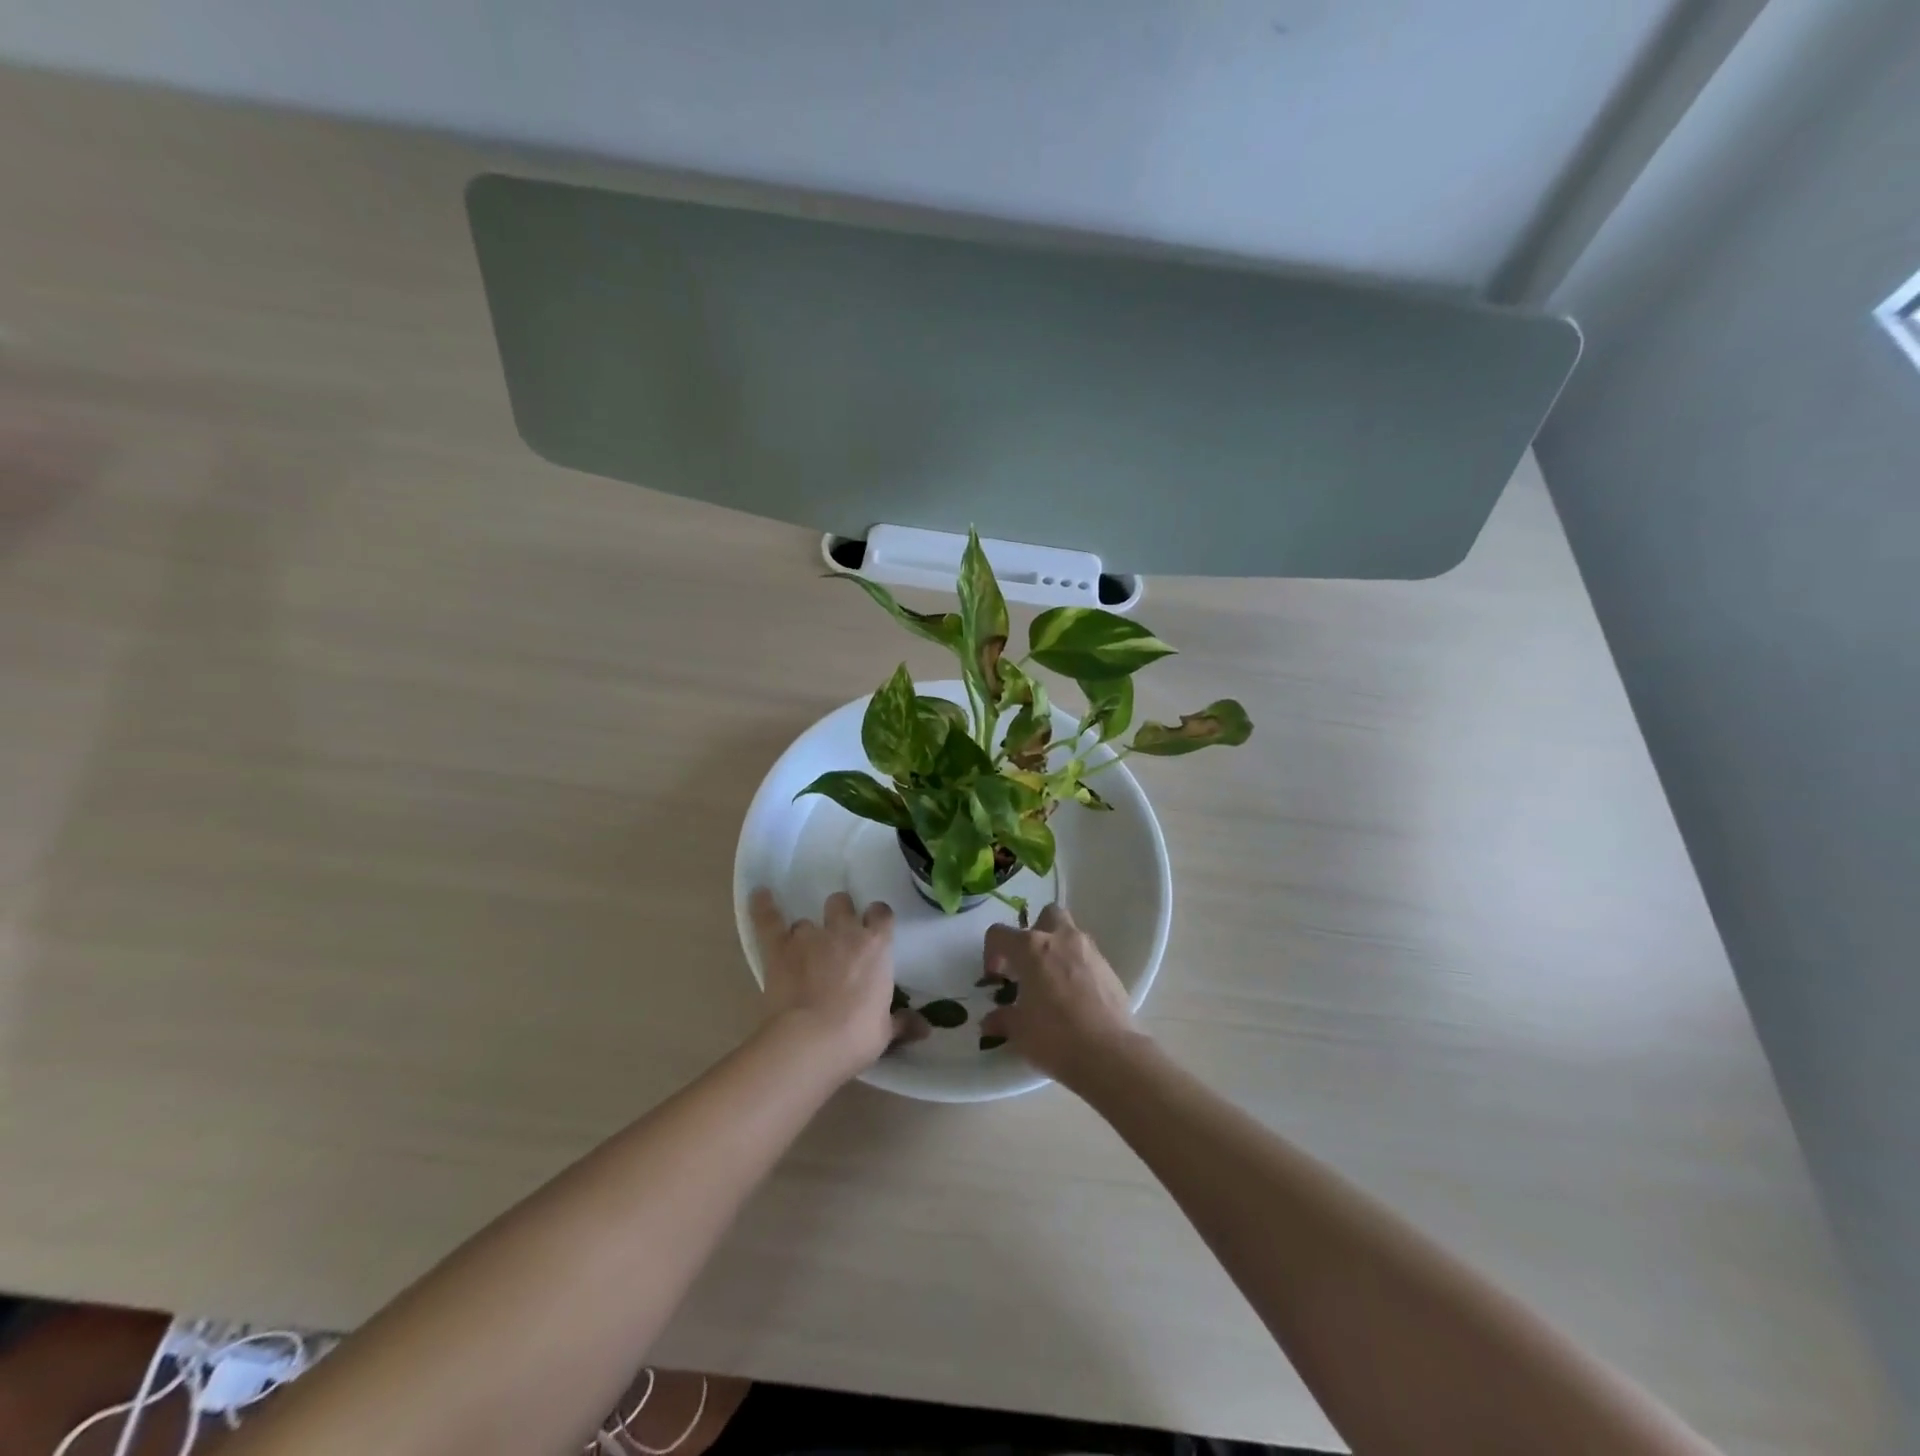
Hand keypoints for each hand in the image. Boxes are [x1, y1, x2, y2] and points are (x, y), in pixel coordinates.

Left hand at [749, 888, 915, 1079]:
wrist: (811, 1041)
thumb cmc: (856, 1035)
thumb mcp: (885, 1031)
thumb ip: (902, 1023)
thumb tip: (925, 1028)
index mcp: (876, 946)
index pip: (881, 914)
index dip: (877, 918)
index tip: (875, 928)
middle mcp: (844, 932)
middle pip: (841, 904)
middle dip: (840, 913)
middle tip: (838, 935)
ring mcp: (809, 937)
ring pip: (807, 920)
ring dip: (807, 932)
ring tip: (803, 950)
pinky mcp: (779, 948)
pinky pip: (769, 920)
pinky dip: (763, 906)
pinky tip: (759, 893)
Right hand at [980, 904, 1141, 1087]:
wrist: (1109, 1053)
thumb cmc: (1054, 1036)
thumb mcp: (1019, 1031)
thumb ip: (1002, 1019)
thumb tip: (991, 1021)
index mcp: (1031, 948)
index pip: (1000, 934)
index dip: (992, 953)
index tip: (995, 978)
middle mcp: (1061, 939)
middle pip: (1046, 916)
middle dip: (1035, 934)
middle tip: (1029, 965)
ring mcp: (1089, 951)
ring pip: (1071, 934)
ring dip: (1058, 950)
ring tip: (1052, 983)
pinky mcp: (1110, 969)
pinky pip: (1088, 958)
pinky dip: (1078, 968)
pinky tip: (1074, 998)